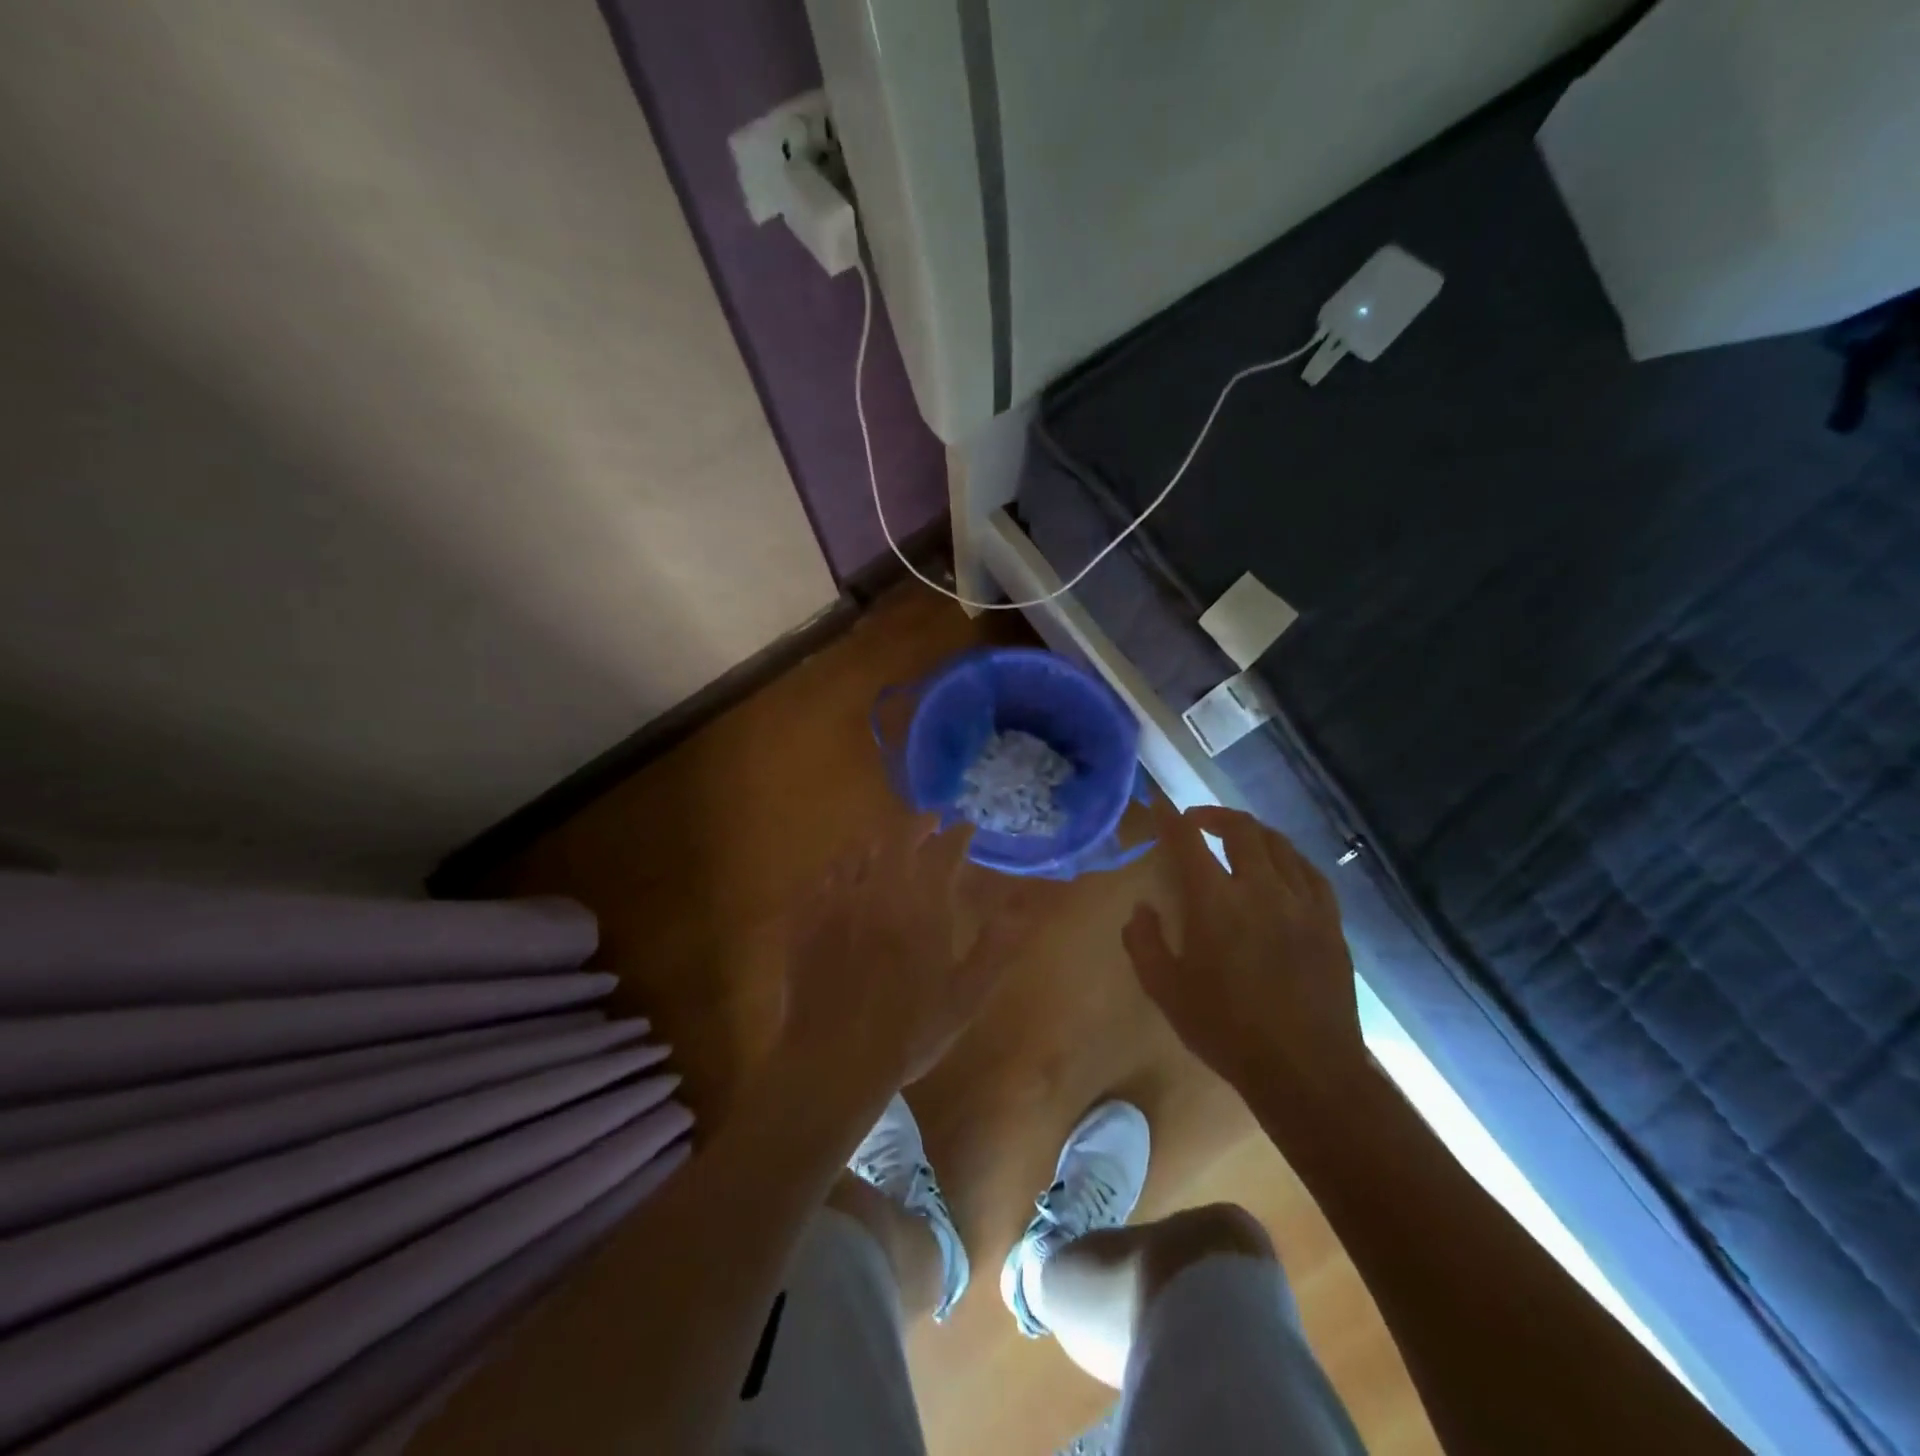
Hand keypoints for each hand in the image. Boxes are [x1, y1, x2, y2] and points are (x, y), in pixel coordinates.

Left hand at [777, 815, 1028, 1113]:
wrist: (834, 1060)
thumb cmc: (908, 1033)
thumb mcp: (965, 997)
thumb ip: (996, 949)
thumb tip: (1021, 910)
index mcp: (921, 906)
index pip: (943, 852)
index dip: (957, 835)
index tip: (966, 828)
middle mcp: (879, 891)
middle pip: (897, 839)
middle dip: (918, 825)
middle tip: (931, 824)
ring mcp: (837, 902)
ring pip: (857, 851)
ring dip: (878, 840)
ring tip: (890, 843)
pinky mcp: (806, 919)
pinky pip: (822, 876)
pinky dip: (840, 866)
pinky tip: (844, 874)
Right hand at [1123, 797, 1363, 1099]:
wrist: (1305, 1070)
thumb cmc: (1226, 1030)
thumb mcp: (1166, 991)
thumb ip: (1143, 942)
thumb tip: (1141, 909)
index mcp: (1216, 903)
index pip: (1188, 842)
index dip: (1170, 819)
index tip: (1159, 804)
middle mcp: (1261, 889)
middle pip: (1241, 829)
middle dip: (1214, 815)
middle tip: (1196, 821)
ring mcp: (1302, 903)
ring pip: (1280, 845)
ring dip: (1252, 832)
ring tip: (1237, 838)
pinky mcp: (1330, 922)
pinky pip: (1311, 872)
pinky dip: (1289, 858)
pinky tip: (1282, 867)